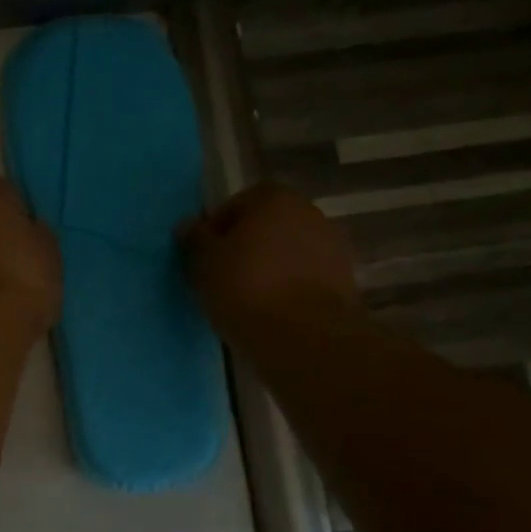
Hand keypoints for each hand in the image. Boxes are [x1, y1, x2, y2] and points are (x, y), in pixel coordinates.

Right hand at [181, 182, 359, 338]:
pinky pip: (304, 276)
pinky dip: (288, 286)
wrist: (303, 334)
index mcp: (273, 198)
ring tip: (247, 298)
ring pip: (287, 251)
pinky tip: (272, 310)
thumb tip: (187, 226)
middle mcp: (308, 211)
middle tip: (223, 277)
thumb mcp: (205, 263)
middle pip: (265, 226)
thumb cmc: (245, 287)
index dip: (215, 231)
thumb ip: (195, 240)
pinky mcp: (343, 278)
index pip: (235, 205)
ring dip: (268, 267)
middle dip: (245, 247)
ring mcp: (331, 244)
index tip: (203, 258)